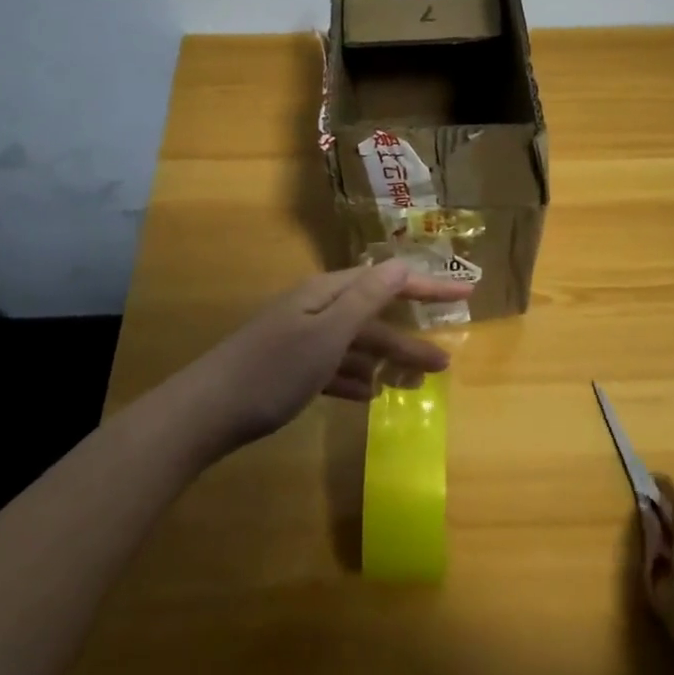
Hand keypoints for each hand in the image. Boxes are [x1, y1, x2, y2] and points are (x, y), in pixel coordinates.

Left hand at [167, 261, 470, 457]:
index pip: (387, 282)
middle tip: (446, 362)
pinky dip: (354, 380)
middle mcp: (316, 309)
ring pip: (355, 346)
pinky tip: (369, 396)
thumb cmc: (274, 370)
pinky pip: (333, 368)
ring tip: (416, 385)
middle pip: (373, 318)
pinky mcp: (288, 368)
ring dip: (385, 363)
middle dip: (409, 339)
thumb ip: (366, 299)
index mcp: (327, 293)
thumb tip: (402, 264)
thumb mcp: (328, 333)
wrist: (207, 411)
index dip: (427, 288)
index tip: (465, 294)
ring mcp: (300, 339)